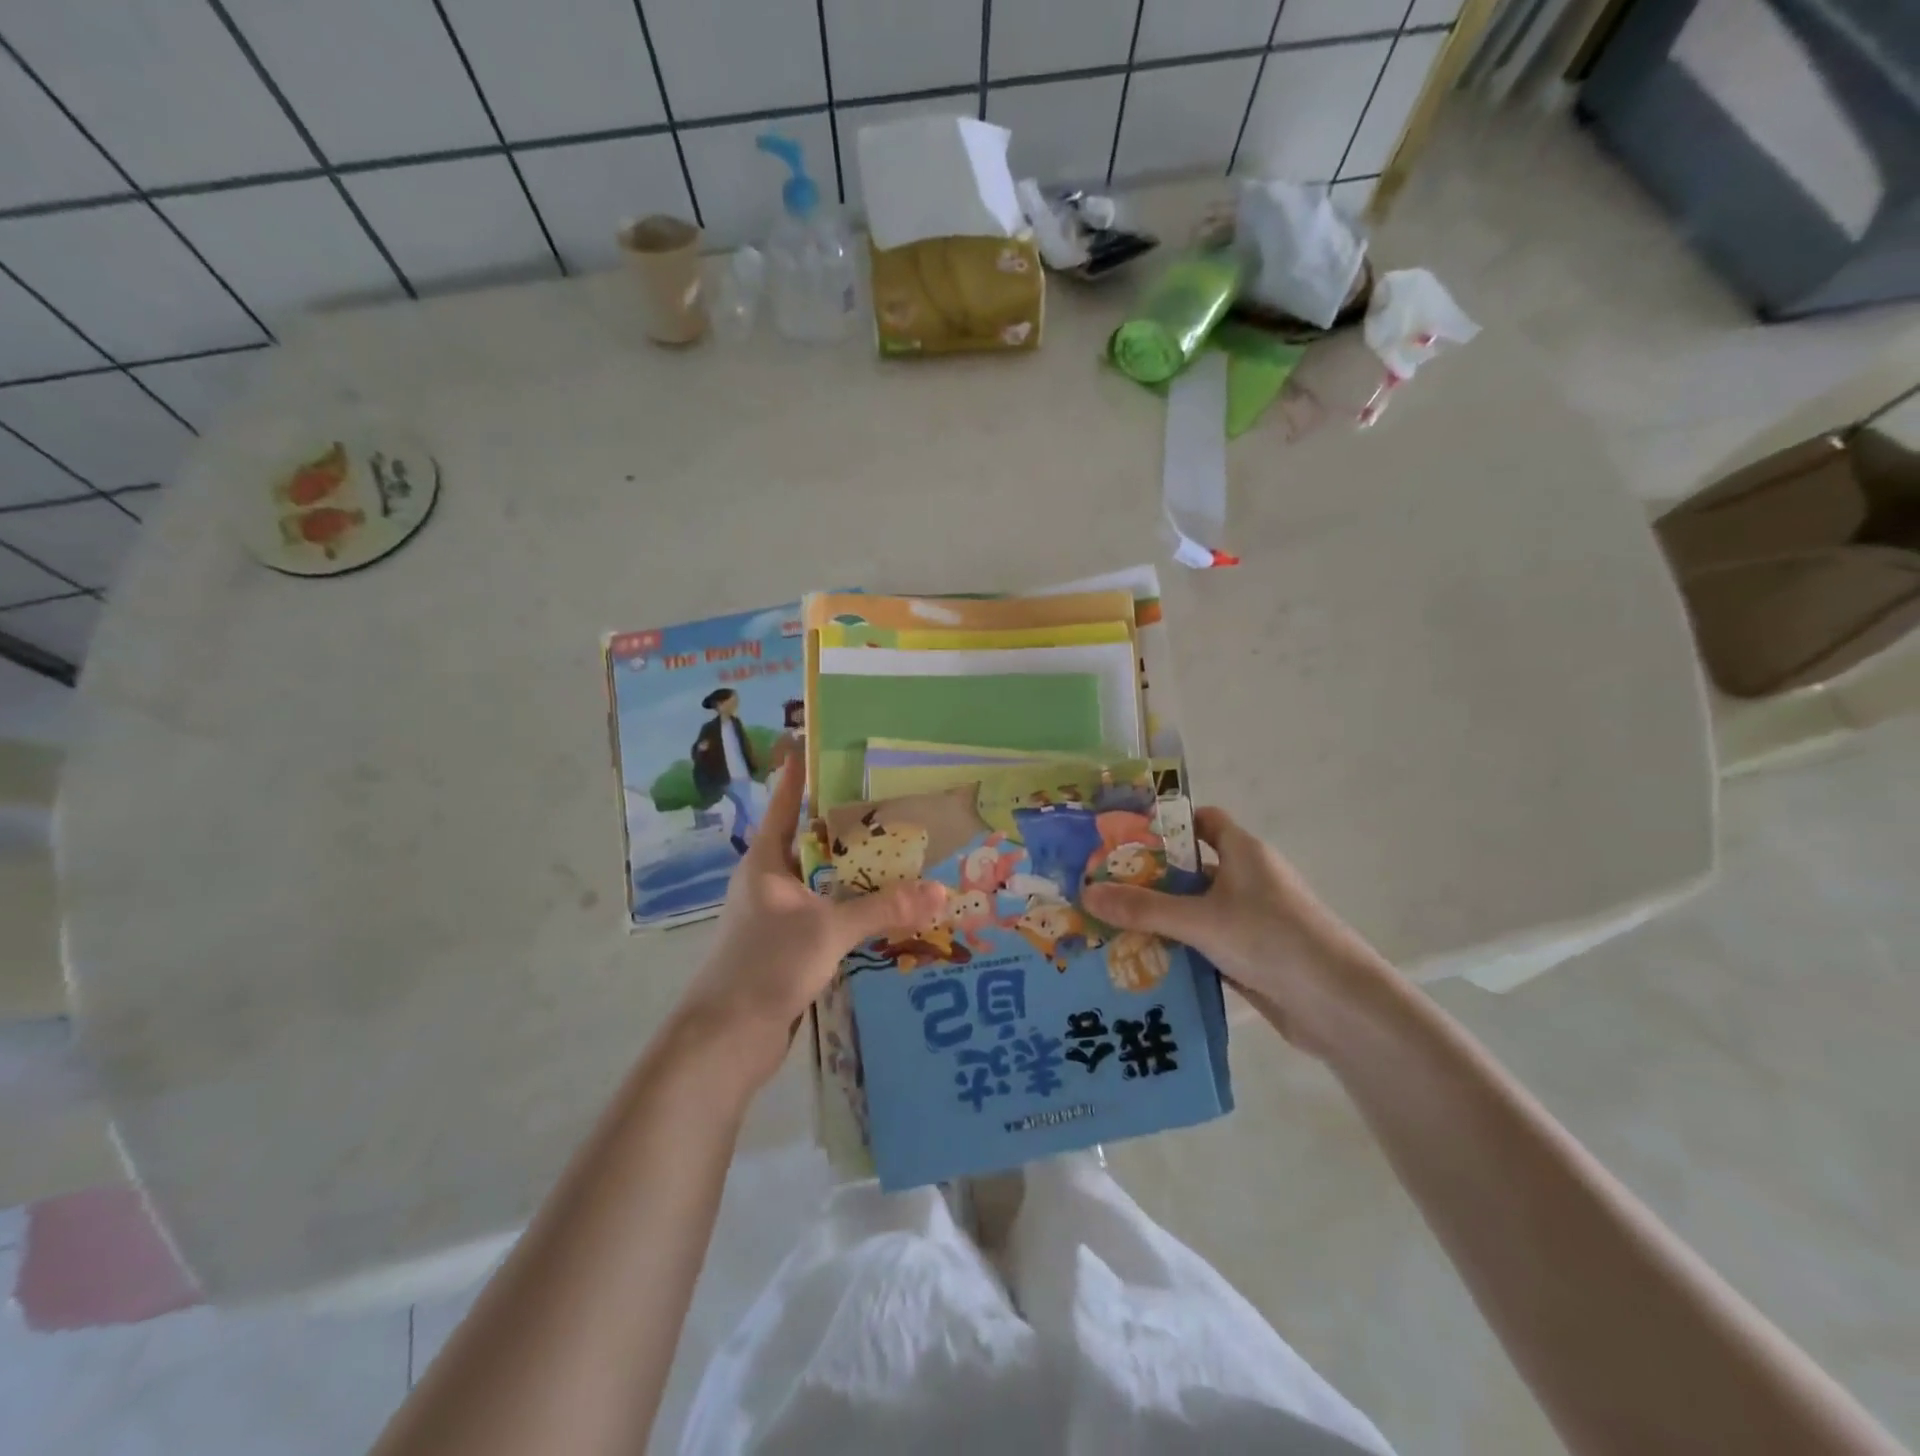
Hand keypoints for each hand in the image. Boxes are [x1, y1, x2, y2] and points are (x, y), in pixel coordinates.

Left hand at [675, 764, 946, 1086]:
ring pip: (822, 881)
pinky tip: (885, 908)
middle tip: (892, 800)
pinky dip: (852, 908)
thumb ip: (884, 909)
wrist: (726, 1039)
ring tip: (901, 851)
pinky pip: (827, 914)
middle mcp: (770, 881)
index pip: (786, 802)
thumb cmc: (766, 965)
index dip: (801, 771)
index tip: (820, 740)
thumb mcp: (829, 930)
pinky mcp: (788, 946)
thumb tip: (942, 892)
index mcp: (766, 861)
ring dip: (855, 871)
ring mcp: (778, 915)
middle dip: (848, 824)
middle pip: (811, 840)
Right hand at [1080, 807, 1394, 1054]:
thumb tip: (1086, 893)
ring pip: (1194, 909)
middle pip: (1190, 868)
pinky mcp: (1249, 955)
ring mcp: (1248, 919)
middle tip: (1101, 885)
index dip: (1167, 825)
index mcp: (1243, 852)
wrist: (1339, 1005)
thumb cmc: (1272, 939)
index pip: (1202, 821)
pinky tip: (1139, 960)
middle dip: (1149, 876)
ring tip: (1108, 923)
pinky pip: (1203, 942)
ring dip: (1160, 917)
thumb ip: (1144, 908)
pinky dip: (1177, 948)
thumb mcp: (1202, 920)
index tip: (1124, 836)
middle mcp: (1246, 879)